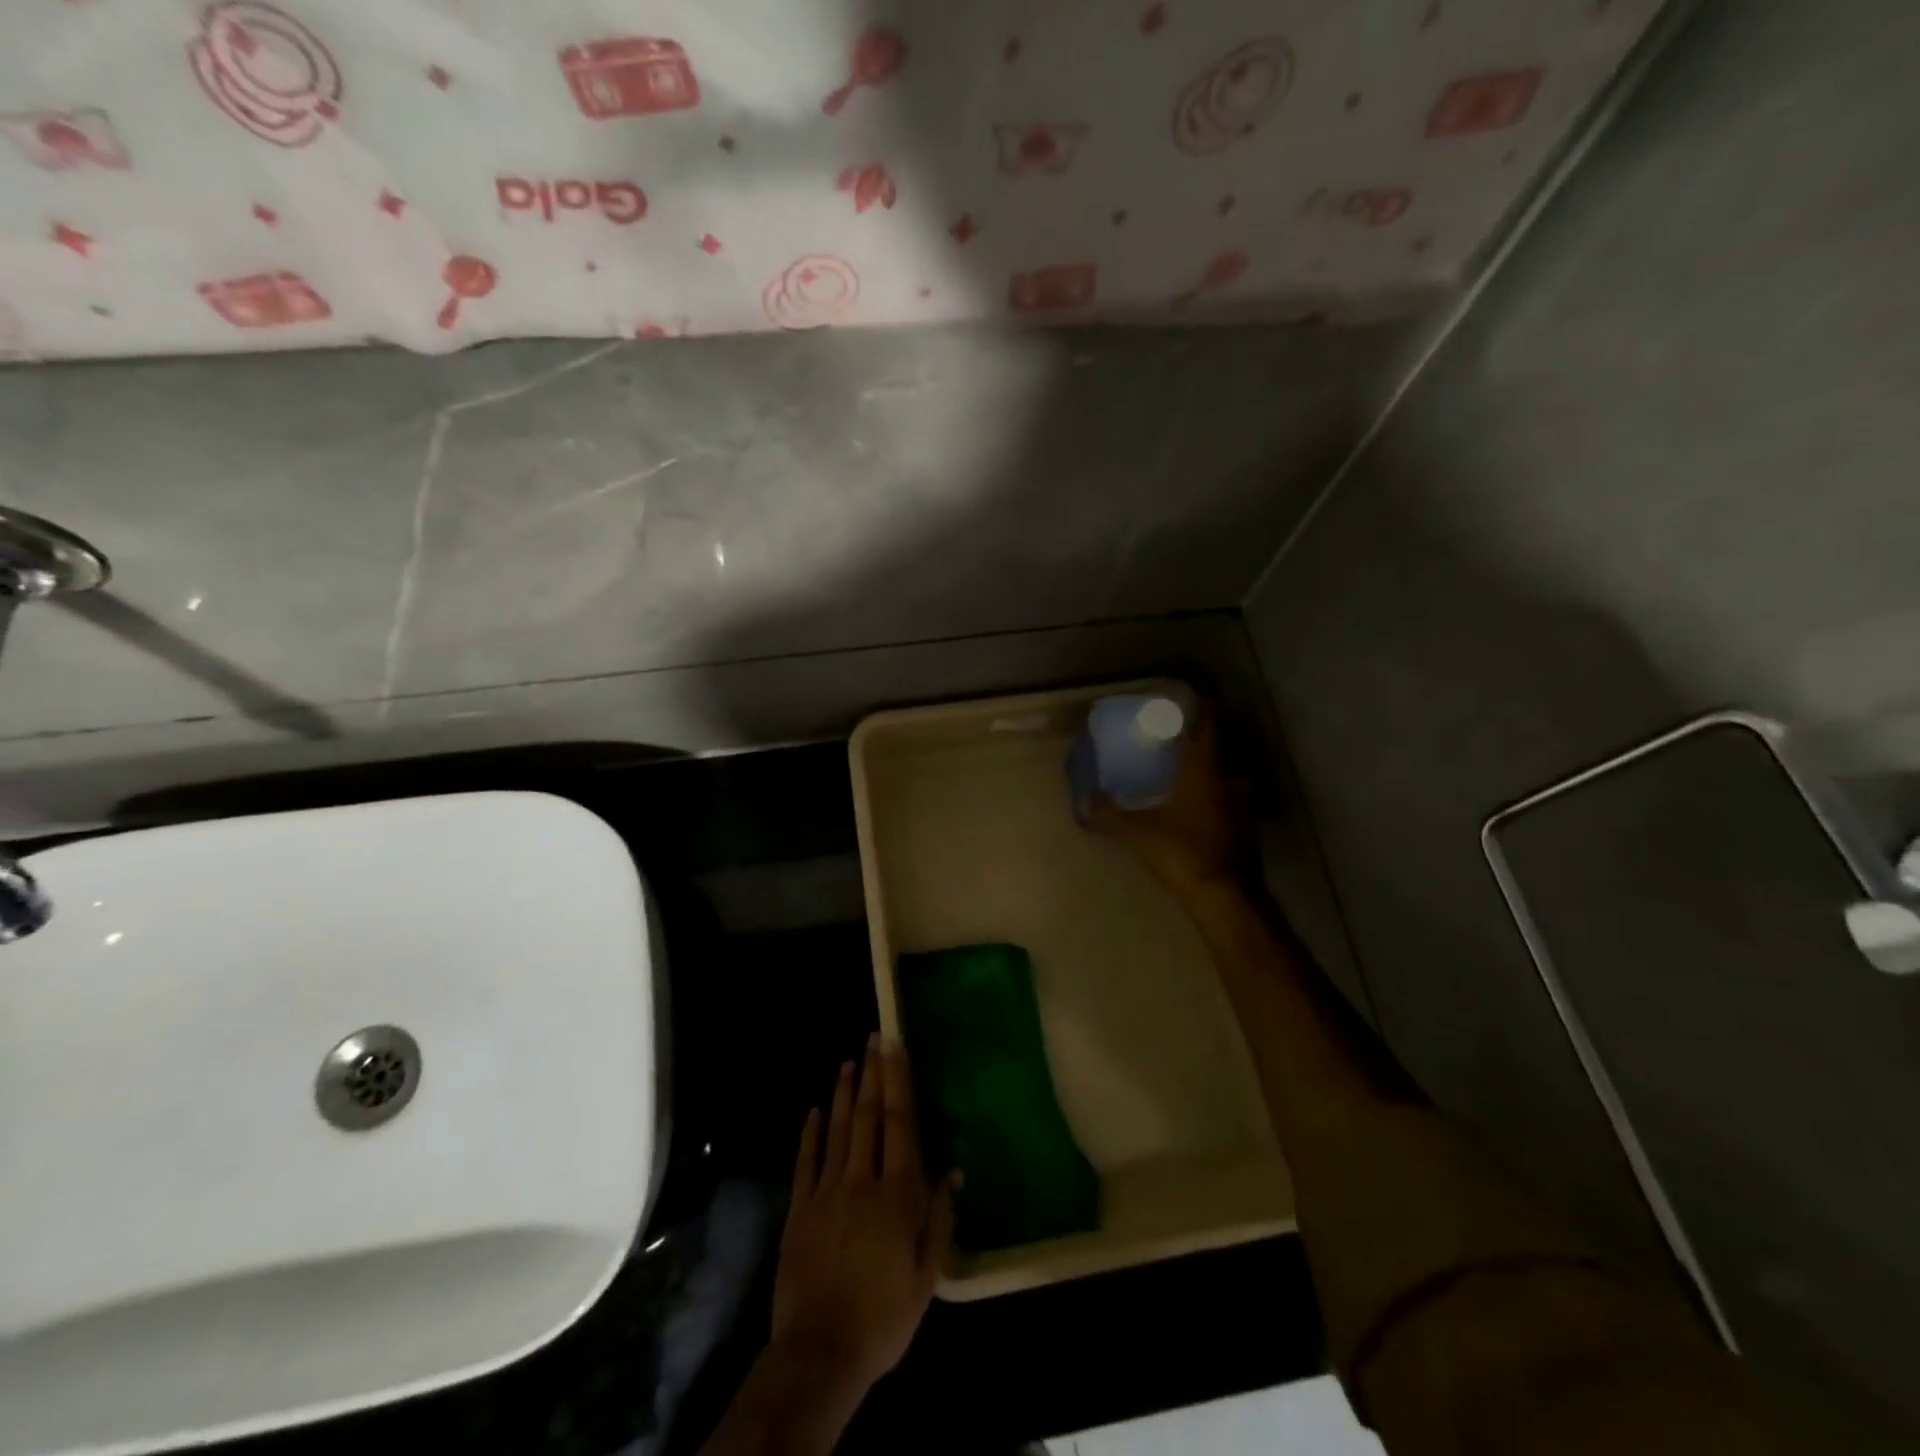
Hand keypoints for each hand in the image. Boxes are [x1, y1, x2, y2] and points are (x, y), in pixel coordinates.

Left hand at [772, 1035, 956, 1394]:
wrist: (820, 1353)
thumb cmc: (883, 1317)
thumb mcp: (927, 1277)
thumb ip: (940, 1219)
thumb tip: (955, 1171)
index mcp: (896, 1194)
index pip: (899, 1124)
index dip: (897, 1082)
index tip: (895, 1047)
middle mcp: (861, 1181)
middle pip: (867, 1117)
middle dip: (872, 1074)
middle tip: (873, 1039)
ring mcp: (825, 1192)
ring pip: (837, 1130)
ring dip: (844, 1094)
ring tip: (848, 1062)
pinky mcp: (799, 1210)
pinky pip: (806, 1162)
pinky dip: (811, 1133)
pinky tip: (815, 1110)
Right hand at [1088, 704, 1246, 892]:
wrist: (1221, 894)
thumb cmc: (1180, 851)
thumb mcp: (1137, 832)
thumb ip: (1109, 815)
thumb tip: (1086, 801)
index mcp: (1203, 770)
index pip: (1207, 727)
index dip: (1202, 709)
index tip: (1194, 698)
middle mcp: (1228, 781)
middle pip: (1221, 752)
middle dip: (1206, 744)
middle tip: (1186, 743)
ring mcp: (1242, 806)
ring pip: (1231, 779)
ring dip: (1217, 774)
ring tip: (1194, 777)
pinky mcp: (1246, 830)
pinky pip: (1233, 804)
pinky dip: (1221, 801)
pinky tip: (1204, 811)